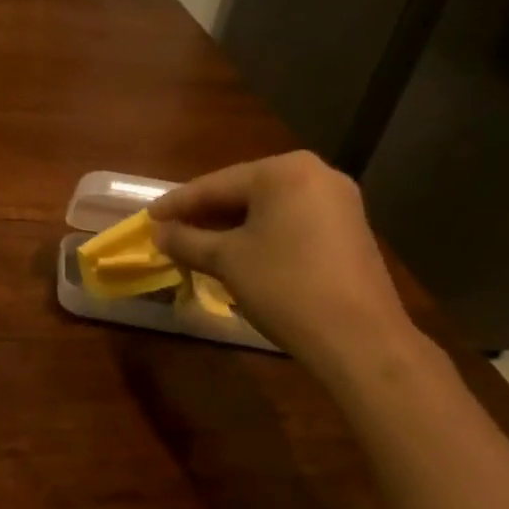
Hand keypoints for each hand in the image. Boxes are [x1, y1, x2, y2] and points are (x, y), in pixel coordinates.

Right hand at [150, 153, 421, 382]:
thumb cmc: (285, 287)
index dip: (178, 203)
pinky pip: (292, 223)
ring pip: (268, 209)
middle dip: (206, 214)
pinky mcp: (349, 230)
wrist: (359, 338)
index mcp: (285, 171)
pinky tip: (239, 254)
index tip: (148, 217)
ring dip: (231, 227)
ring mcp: (339, 202)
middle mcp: (316, 174)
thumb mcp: (227, 261)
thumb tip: (159, 233)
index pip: (217, 184)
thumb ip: (187, 241)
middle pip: (245, 192)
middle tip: (171, 231)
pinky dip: (261, 235)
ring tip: (198, 244)